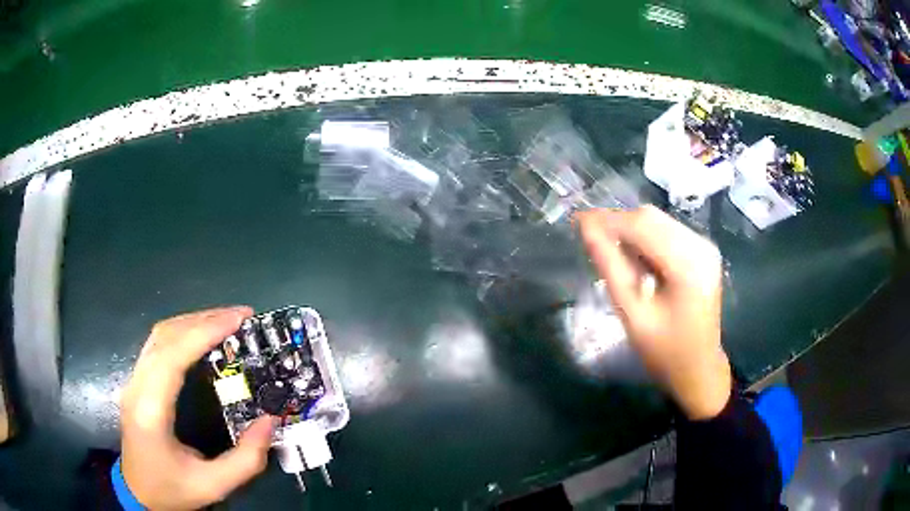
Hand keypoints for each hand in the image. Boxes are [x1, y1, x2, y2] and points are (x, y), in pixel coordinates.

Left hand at [120, 307, 274, 509]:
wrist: (138, 494)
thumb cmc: (172, 490)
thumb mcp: (213, 485)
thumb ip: (246, 459)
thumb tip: (270, 421)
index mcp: (151, 411)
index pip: (173, 356)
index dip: (204, 332)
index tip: (237, 320)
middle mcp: (137, 386)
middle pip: (165, 336)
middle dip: (204, 319)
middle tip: (240, 316)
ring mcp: (133, 381)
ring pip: (159, 335)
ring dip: (192, 321)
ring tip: (225, 321)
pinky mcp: (137, 382)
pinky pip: (157, 344)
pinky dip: (181, 332)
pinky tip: (200, 336)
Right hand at [576, 206, 731, 419]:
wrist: (698, 368)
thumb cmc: (665, 350)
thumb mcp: (632, 313)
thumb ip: (610, 267)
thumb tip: (586, 228)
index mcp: (689, 264)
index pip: (642, 226)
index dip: (607, 220)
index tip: (577, 222)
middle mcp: (701, 246)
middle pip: (652, 218)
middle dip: (618, 223)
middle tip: (590, 239)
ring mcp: (705, 246)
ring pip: (658, 221)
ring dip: (630, 230)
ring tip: (609, 250)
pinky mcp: (702, 251)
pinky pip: (667, 231)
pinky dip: (645, 238)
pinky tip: (634, 257)